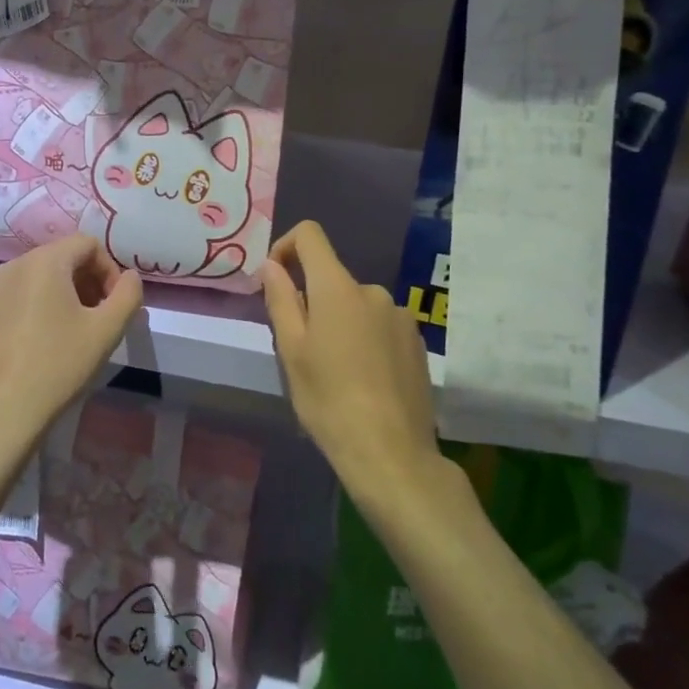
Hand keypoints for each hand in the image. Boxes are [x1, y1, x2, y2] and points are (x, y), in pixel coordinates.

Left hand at [0, 235, 142, 480]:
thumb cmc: (56, 367)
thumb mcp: (106, 331)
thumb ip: (128, 295)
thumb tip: (129, 278)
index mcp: (43, 262)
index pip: (87, 244)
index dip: (110, 270)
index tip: (115, 305)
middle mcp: (11, 267)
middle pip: (60, 259)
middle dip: (86, 283)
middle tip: (98, 320)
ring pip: (35, 281)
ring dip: (61, 297)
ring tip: (71, 335)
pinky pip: (14, 301)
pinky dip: (34, 312)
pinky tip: (38, 349)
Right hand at [261, 222, 442, 498]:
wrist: (391, 453)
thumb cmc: (329, 400)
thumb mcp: (291, 351)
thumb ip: (281, 300)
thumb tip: (272, 265)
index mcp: (338, 288)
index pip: (311, 236)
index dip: (286, 247)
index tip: (276, 282)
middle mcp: (373, 291)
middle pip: (332, 279)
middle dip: (312, 303)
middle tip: (303, 352)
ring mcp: (400, 316)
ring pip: (356, 306)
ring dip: (340, 324)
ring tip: (335, 373)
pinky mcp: (417, 342)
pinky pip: (379, 326)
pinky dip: (365, 340)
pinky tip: (364, 381)